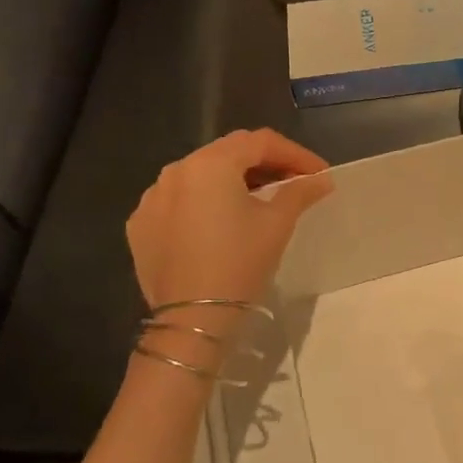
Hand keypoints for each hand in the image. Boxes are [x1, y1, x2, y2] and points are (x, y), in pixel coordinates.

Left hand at [127, 129, 332, 332]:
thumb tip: (323, 179)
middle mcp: (175, 170)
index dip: (295, 153)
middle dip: (264, 163)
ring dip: (232, 180)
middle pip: (228, 153)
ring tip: (258, 200)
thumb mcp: (277, 224)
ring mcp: (152, 198)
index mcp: (210, 163)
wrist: (191, 320)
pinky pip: (178, 201)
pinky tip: (219, 223)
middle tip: (293, 182)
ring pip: (200, 175)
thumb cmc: (239, 263)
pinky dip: (203, 202)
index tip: (319, 172)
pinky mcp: (140, 225)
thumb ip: (300, 192)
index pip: (260, 142)